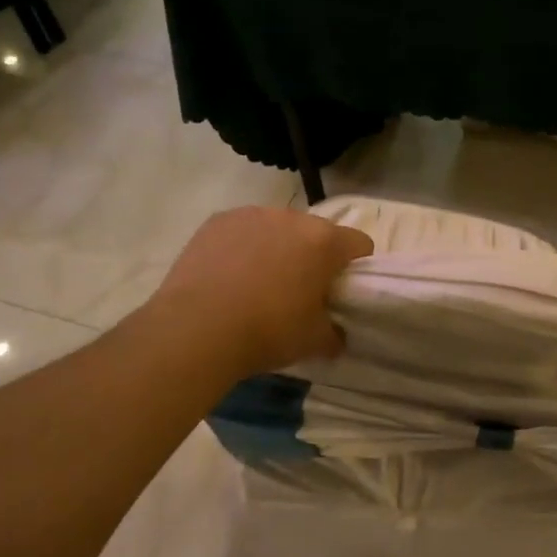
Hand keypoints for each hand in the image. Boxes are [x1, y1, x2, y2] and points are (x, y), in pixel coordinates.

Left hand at [142, 207, 373, 377]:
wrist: (196, 329)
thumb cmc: (268, 331)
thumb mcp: (314, 342)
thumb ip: (334, 334)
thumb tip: (336, 335)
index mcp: (324, 242)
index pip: (360, 244)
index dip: (356, 268)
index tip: (342, 292)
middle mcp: (292, 217)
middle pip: (317, 233)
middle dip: (314, 257)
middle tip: (300, 292)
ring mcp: (252, 215)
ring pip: (278, 228)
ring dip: (278, 248)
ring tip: (258, 284)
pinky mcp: (217, 221)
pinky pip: (243, 231)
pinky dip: (243, 247)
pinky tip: (229, 277)